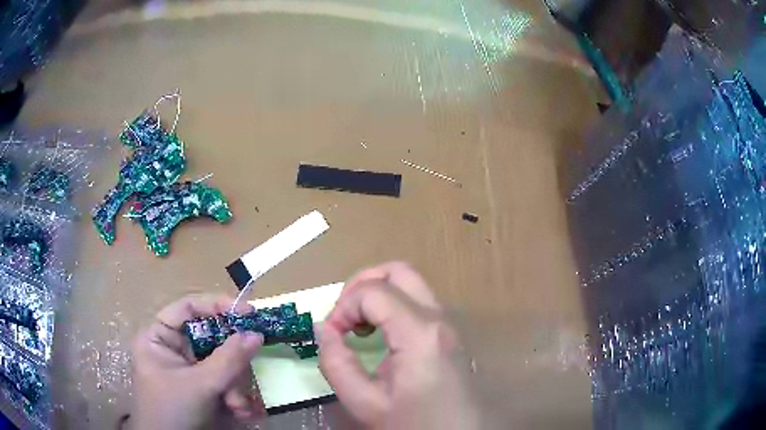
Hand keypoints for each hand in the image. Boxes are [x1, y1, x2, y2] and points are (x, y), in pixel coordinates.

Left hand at [130, 294, 265, 429]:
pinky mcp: (203, 387)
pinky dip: (235, 396)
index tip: (249, 313)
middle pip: (211, 338)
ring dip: (235, 387)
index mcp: (160, 336)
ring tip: (237, 408)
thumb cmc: (172, 411)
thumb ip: (228, 360)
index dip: (217, 305)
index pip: (188, 307)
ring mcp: (190, 369)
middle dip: (231, 364)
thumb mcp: (199, 385)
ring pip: (223, 363)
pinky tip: (239, 413)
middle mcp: (174, 348)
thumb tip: (256, 334)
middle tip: (244, 376)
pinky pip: (225, 381)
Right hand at [319, 262, 479, 428]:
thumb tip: (324, 330)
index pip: (374, 291)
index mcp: (420, 334)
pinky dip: (393, 306)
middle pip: (399, 271)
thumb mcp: (365, 403)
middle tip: (344, 315)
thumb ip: (337, 364)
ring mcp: (449, 325)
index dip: (343, 306)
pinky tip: (380, 334)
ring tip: (358, 324)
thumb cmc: (414, 425)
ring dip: (378, 294)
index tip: (331, 334)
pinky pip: (419, 303)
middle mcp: (440, 319)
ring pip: (412, 284)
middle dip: (363, 284)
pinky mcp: (450, 335)